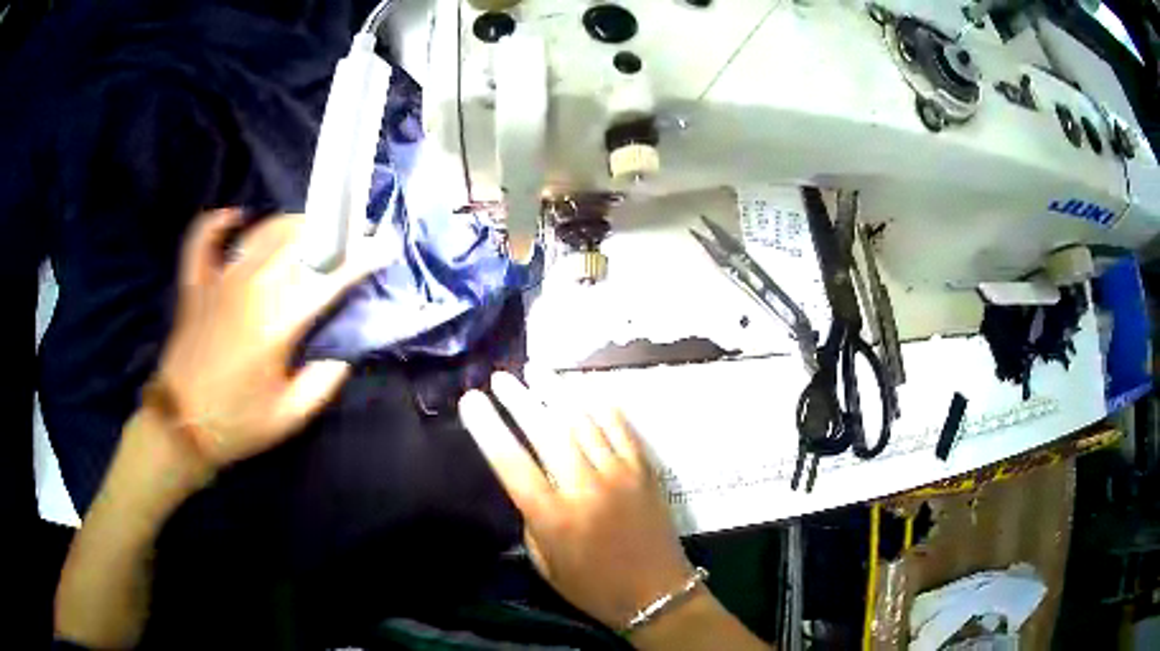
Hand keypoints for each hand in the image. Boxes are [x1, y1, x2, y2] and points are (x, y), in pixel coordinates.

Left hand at [153, 209, 372, 468]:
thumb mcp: (291, 416)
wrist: (181, 426)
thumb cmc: (237, 424)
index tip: (382, 247)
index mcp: (275, 323)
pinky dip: (219, 221)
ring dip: (290, 223)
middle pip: (296, 240)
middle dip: (331, 232)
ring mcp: (217, 280)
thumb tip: (344, 348)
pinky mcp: (194, 283)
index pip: (327, 277)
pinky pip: (203, 236)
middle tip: (350, 235)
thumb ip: (325, 378)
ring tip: (310, 228)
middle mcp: (248, 288)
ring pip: (260, 231)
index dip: (360, 259)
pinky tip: (235, 217)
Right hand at [458, 373, 691, 629]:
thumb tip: (527, 477)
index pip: (511, 462)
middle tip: (500, 378)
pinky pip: (620, 426)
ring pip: (583, 420)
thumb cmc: (593, 587)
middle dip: (519, 399)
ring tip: (535, 369)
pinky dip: (600, 402)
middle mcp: (585, 489)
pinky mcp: (645, 469)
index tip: (470, 400)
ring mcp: (620, 474)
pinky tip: (583, 386)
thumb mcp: (545, 562)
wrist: (656, 594)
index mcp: (553, 518)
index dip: (487, 428)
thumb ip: (532, 517)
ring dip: (556, 391)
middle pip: (546, 431)